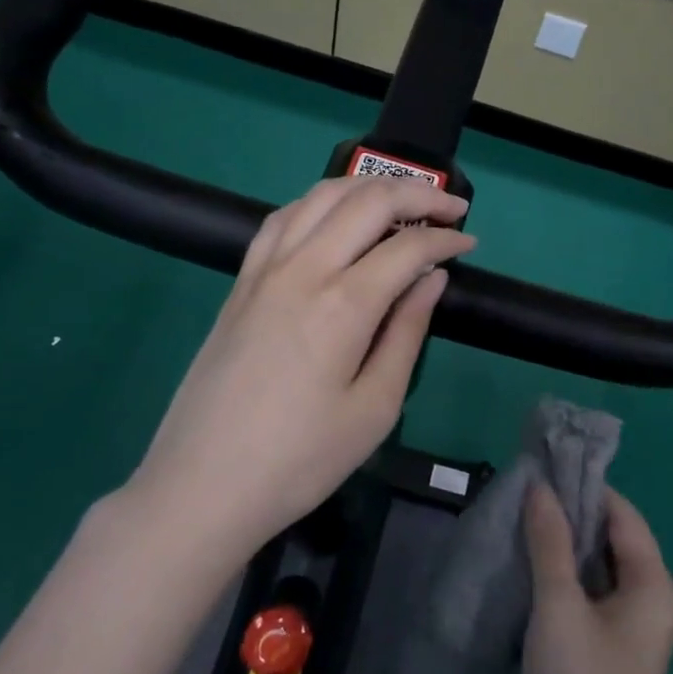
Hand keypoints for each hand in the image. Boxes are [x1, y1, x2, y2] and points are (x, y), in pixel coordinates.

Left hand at [131, 176, 473, 551]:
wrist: (201, 487)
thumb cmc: (300, 460)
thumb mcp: (375, 408)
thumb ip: (408, 332)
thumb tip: (433, 277)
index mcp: (342, 304)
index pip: (407, 246)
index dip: (446, 237)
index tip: (470, 243)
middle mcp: (302, 270)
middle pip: (366, 201)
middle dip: (417, 194)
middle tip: (450, 208)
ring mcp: (264, 271)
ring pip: (321, 196)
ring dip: (368, 186)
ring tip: (401, 199)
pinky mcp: (241, 282)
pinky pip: (282, 218)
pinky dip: (319, 202)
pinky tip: (335, 216)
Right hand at [518, 484, 672, 673]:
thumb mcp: (560, 605)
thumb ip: (549, 541)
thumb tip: (540, 487)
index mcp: (652, 587)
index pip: (622, 516)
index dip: (587, 489)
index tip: (545, 466)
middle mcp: (644, 605)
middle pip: (607, 542)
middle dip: (568, 517)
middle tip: (522, 491)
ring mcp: (619, 634)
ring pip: (588, 573)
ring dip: (555, 549)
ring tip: (513, 521)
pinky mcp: (593, 657)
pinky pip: (575, 601)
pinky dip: (551, 581)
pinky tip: (516, 568)